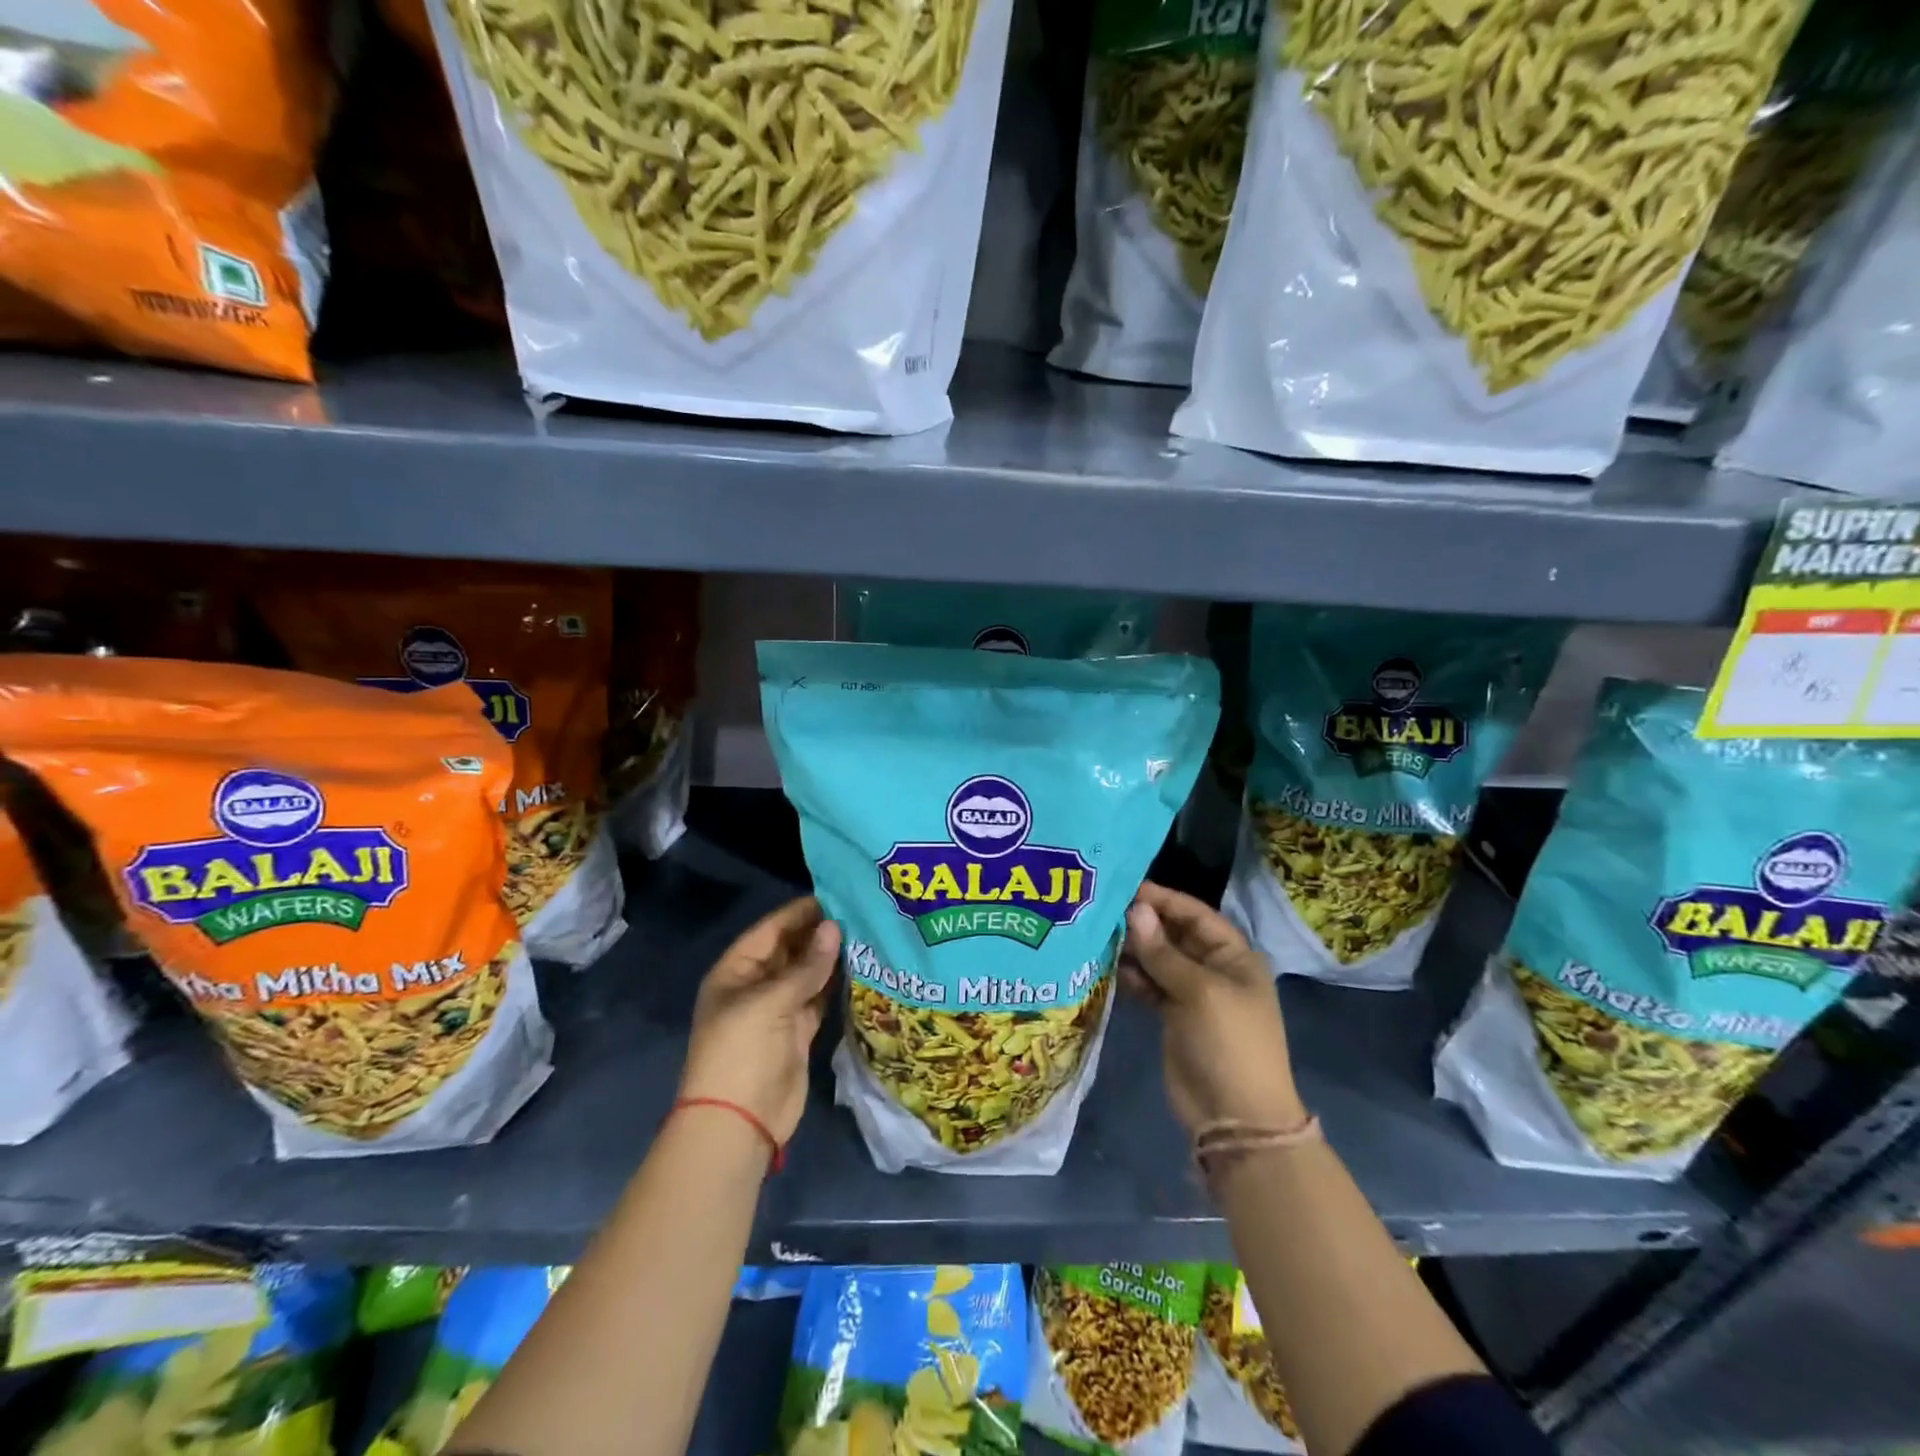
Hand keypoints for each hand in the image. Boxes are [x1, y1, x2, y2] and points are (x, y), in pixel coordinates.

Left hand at [680, 896, 841, 1143]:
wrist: (739, 1122)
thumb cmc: (742, 1052)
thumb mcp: (770, 1002)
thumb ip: (807, 966)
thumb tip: (835, 927)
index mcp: (736, 971)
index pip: (771, 930)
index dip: (801, 913)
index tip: (837, 895)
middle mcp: (756, 985)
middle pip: (790, 949)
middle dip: (820, 933)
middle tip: (860, 912)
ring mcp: (777, 1010)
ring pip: (807, 974)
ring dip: (831, 958)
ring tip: (867, 933)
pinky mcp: (797, 1032)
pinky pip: (818, 999)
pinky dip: (835, 985)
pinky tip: (861, 968)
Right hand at [1123, 881, 1305, 1135]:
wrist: (1235, 1119)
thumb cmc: (1228, 1043)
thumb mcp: (1199, 991)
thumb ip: (1163, 951)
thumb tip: (1135, 910)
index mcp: (1234, 956)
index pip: (1195, 914)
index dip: (1163, 899)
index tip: (1125, 887)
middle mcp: (1214, 969)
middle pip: (1174, 934)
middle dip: (1143, 923)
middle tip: (1101, 910)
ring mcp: (1193, 994)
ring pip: (1158, 960)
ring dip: (1132, 949)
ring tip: (1096, 936)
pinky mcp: (1173, 1016)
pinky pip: (1149, 986)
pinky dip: (1131, 977)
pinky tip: (1106, 967)